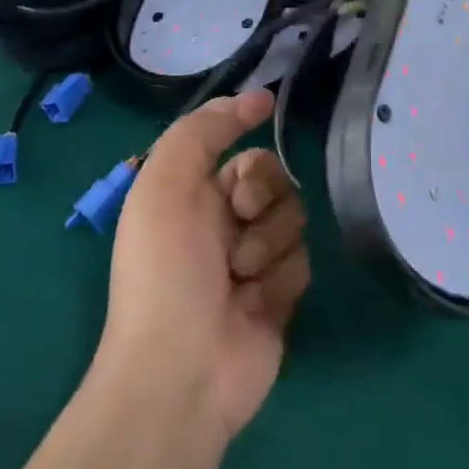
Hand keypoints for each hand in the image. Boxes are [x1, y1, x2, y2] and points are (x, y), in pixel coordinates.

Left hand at [97, 90, 310, 441]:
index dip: (248, 156)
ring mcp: (254, 261)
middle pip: (274, 181)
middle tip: (236, 222)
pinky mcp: (279, 297)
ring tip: (238, 276)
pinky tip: (254, 304)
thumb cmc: (166, 269)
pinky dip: (279, 279)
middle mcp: (223, 222)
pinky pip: (302, 262)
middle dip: (261, 197)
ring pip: (293, 219)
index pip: (242, 153)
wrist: (181, 371)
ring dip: (267, 243)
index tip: (255, 160)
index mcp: (191, 194)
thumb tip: (258, 97)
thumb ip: (203, 129)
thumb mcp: (165, 182)